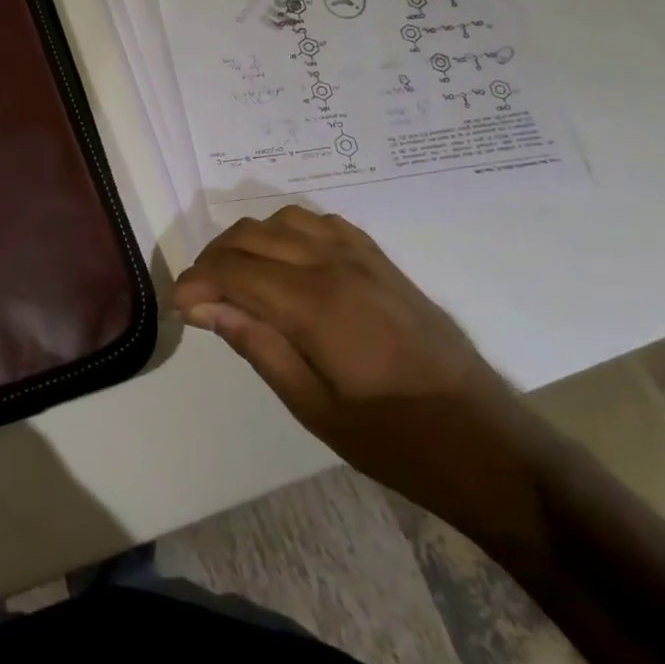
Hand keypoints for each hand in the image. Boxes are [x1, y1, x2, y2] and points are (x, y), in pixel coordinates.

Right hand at [173, 206, 538, 531]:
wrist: (486, 444)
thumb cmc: (394, 441)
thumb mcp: (313, 407)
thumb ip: (256, 345)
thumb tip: (205, 307)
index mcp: (316, 304)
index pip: (234, 270)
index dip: (196, 283)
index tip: (178, 307)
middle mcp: (335, 264)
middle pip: (252, 236)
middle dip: (213, 259)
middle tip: (200, 299)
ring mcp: (364, 257)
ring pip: (285, 220)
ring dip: (249, 241)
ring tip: (237, 279)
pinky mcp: (383, 262)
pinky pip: (323, 223)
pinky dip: (290, 232)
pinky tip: (285, 263)